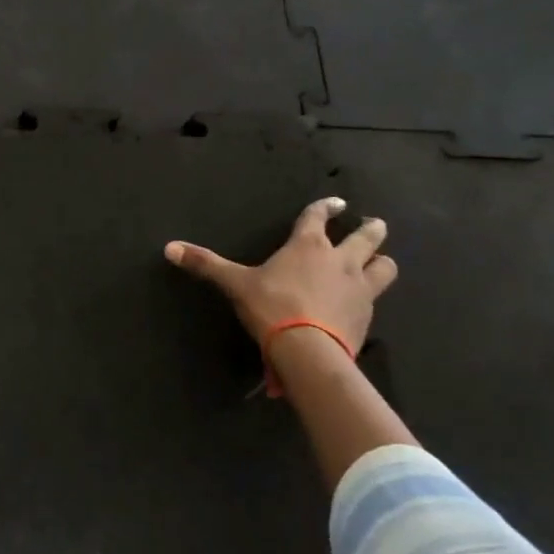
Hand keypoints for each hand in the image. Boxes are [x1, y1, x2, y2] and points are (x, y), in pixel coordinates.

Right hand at [164, 197, 397, 355]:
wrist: (308, 350)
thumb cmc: (271, 307)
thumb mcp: (234, 284)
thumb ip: (206, 264)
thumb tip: (168, 248)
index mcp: (308, 246)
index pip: (319, 216)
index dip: (327, 207)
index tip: (337, 202)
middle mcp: (341, 259)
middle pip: (368, 236)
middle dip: (371, 228)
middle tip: (372, 225)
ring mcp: (359, 287)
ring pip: (385, 266)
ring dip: (381, 261)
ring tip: (377, 263)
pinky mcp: (367, 315)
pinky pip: (377, 299)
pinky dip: (371, 296)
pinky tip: (361, 303)